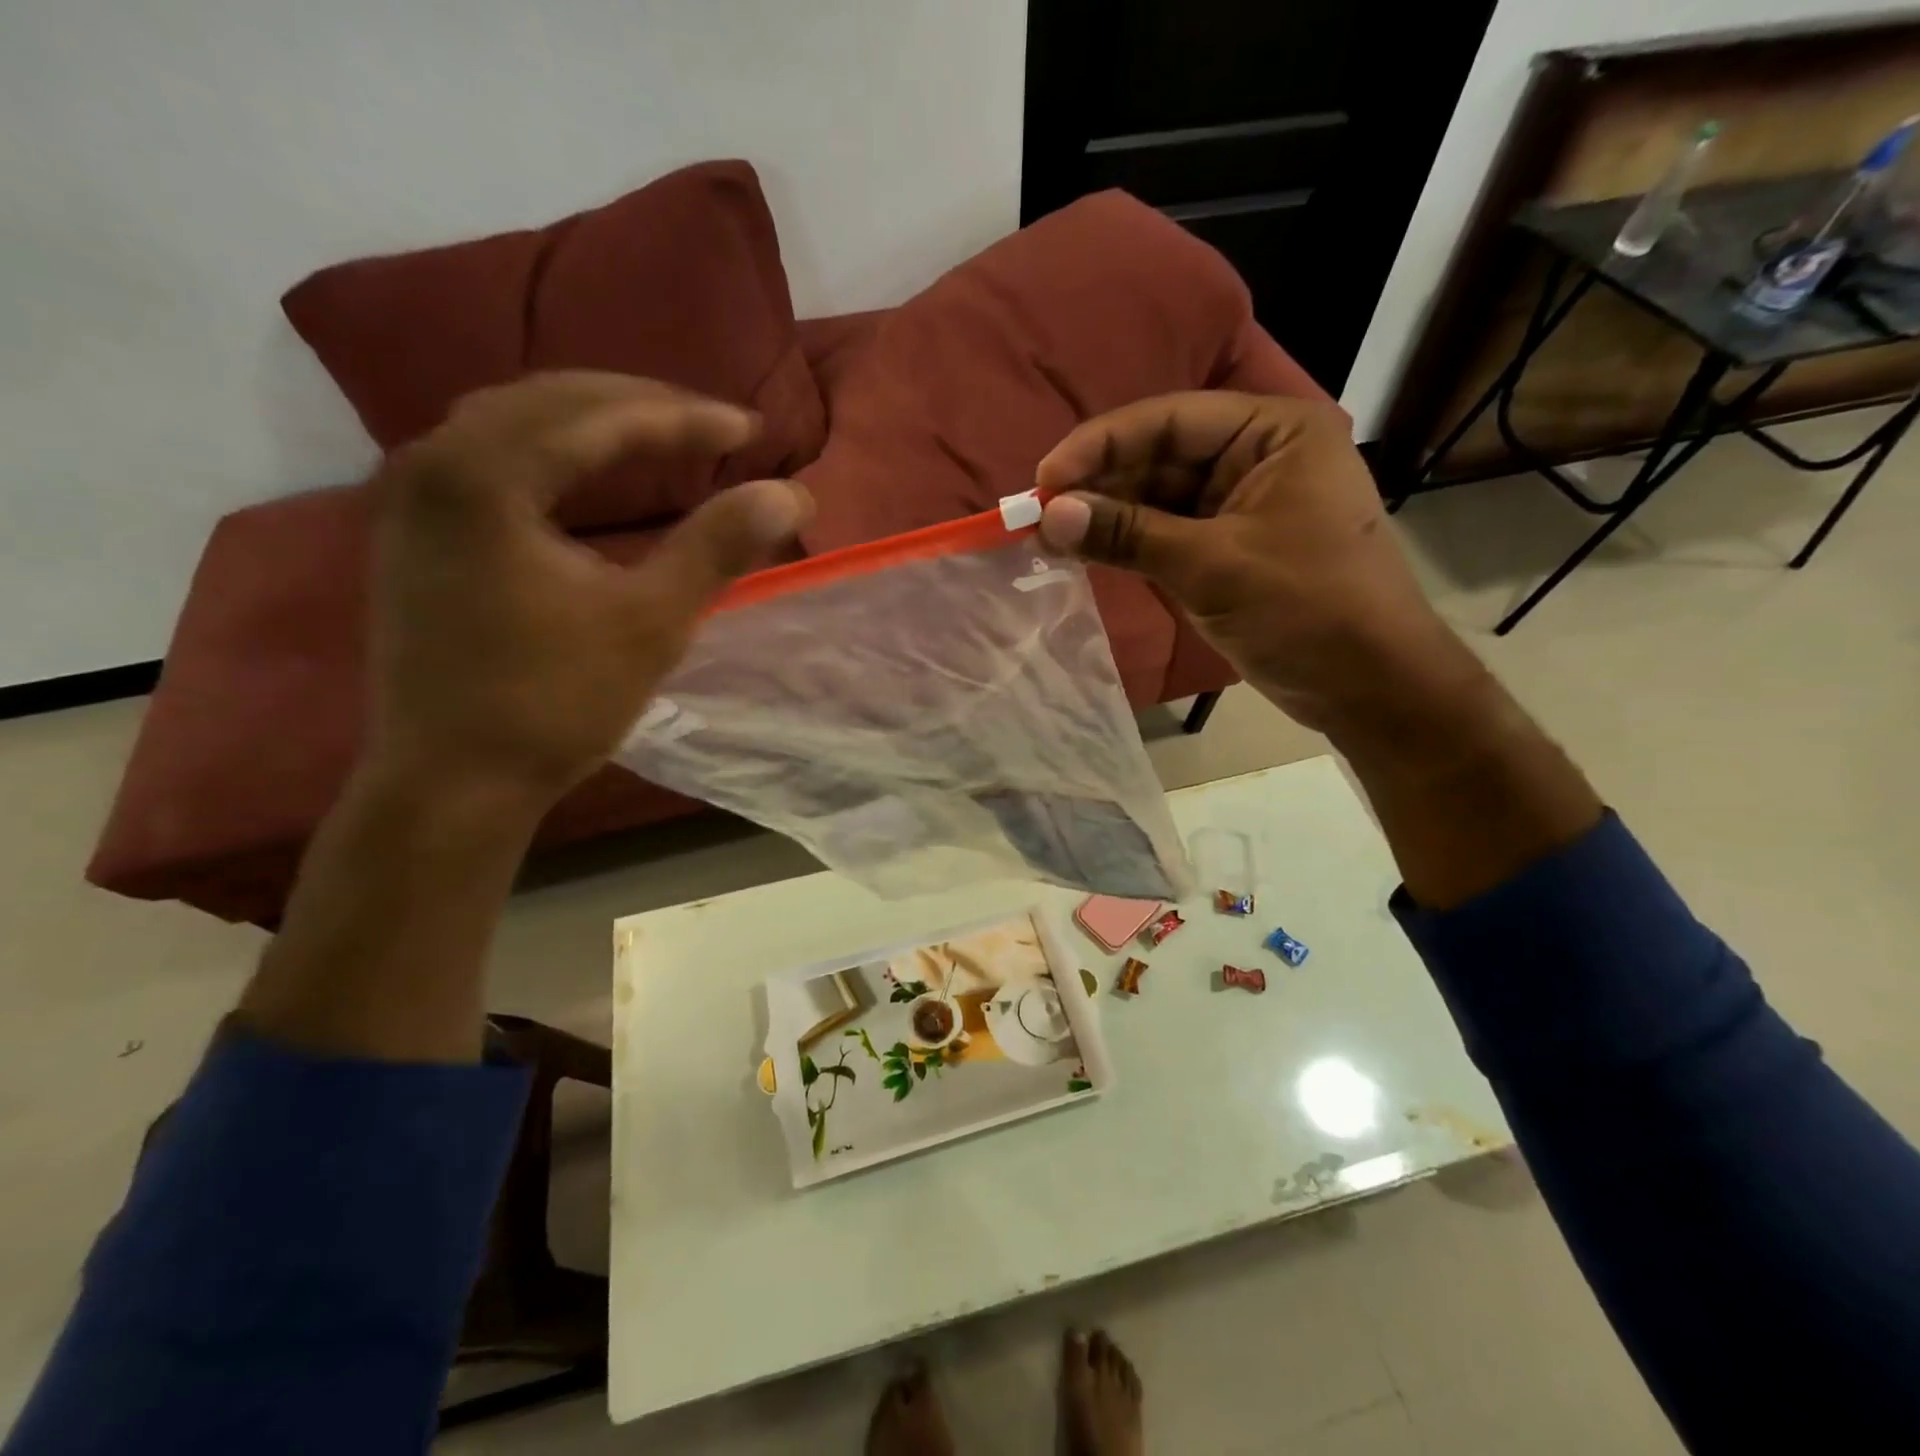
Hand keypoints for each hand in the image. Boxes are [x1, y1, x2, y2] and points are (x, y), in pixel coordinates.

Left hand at [368, 372, 810, 803]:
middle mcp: (433, 465)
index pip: (598, 416)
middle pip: (549, 401)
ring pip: (513, 423)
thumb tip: (790, 492)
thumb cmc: (553, 704)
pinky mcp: (415, 534)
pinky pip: (490, 457)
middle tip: (712, 427)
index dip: (684, 418)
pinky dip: (551, 451)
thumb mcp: (651, 624)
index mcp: (484, 478)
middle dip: (640, 406)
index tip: (752, 431)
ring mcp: (413, 499)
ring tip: (659, 435)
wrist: (452, 784)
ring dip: (592, 421)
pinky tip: (586, 471)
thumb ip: (717, 548)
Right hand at [1035, 392, 1469, 737]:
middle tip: (1037, 514)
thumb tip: (1048, 516)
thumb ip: (1128, 535)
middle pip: (1160, 457)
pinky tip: (1085, 551)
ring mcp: (1241, 506)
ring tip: (1049, 536)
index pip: (1170, 420)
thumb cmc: (1307, 608)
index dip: (1101, 444)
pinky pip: (1167, 534)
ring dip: (1107, 516)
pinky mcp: (1228, 550)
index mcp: (1273, 432)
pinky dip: (1128, 543)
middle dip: (1099, 484)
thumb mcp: (1213, 566)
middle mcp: (1257, 457)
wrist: (1369, 686)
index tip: (1044, 478)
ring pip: (1158, 498)